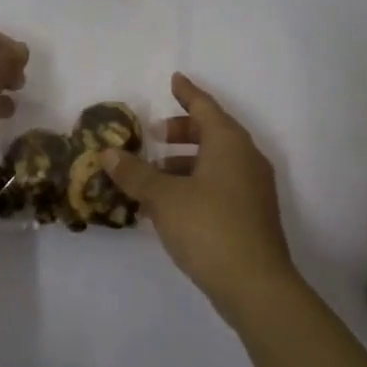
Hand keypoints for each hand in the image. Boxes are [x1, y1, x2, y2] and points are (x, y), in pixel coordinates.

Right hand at [101, 72, 299, 320]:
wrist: (257, 287)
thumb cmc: (209, 228)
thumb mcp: (164, 198)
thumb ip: (135, 173)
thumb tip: (108, 153)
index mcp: (229, 143)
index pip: (204, 106)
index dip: (186, 92)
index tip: (174, 79)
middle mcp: (246, 158)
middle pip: (212, 132)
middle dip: (181, 132)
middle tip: (154, 136)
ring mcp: (253, 188)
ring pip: (216, 161)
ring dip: (185, 162)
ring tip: (153, 176)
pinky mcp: (253, 215)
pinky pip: (221, 184)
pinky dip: (196, 183)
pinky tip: (171, 206)